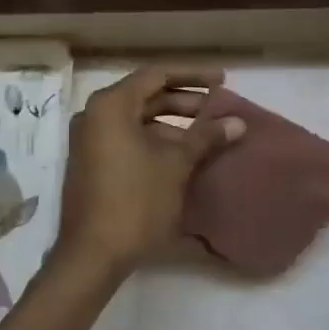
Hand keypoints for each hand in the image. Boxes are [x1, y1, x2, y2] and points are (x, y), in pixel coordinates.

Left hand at [51, 66, 245, 281]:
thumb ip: (206, 137)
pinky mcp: (93, 164)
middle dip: (184, 102)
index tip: (222, 81)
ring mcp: (90, 141)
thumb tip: (237, 122)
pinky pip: (128, 139)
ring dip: (172, 124)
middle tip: (219, 110)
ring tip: (207, 135)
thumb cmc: (135, 200)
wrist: (93, 254)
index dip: (192, 76)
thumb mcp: (176, 164)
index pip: (156, 75)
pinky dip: (155, 141)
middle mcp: (94, 116)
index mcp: (111, 106)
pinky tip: (183, 155)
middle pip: (146, 96)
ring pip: (138, 120)